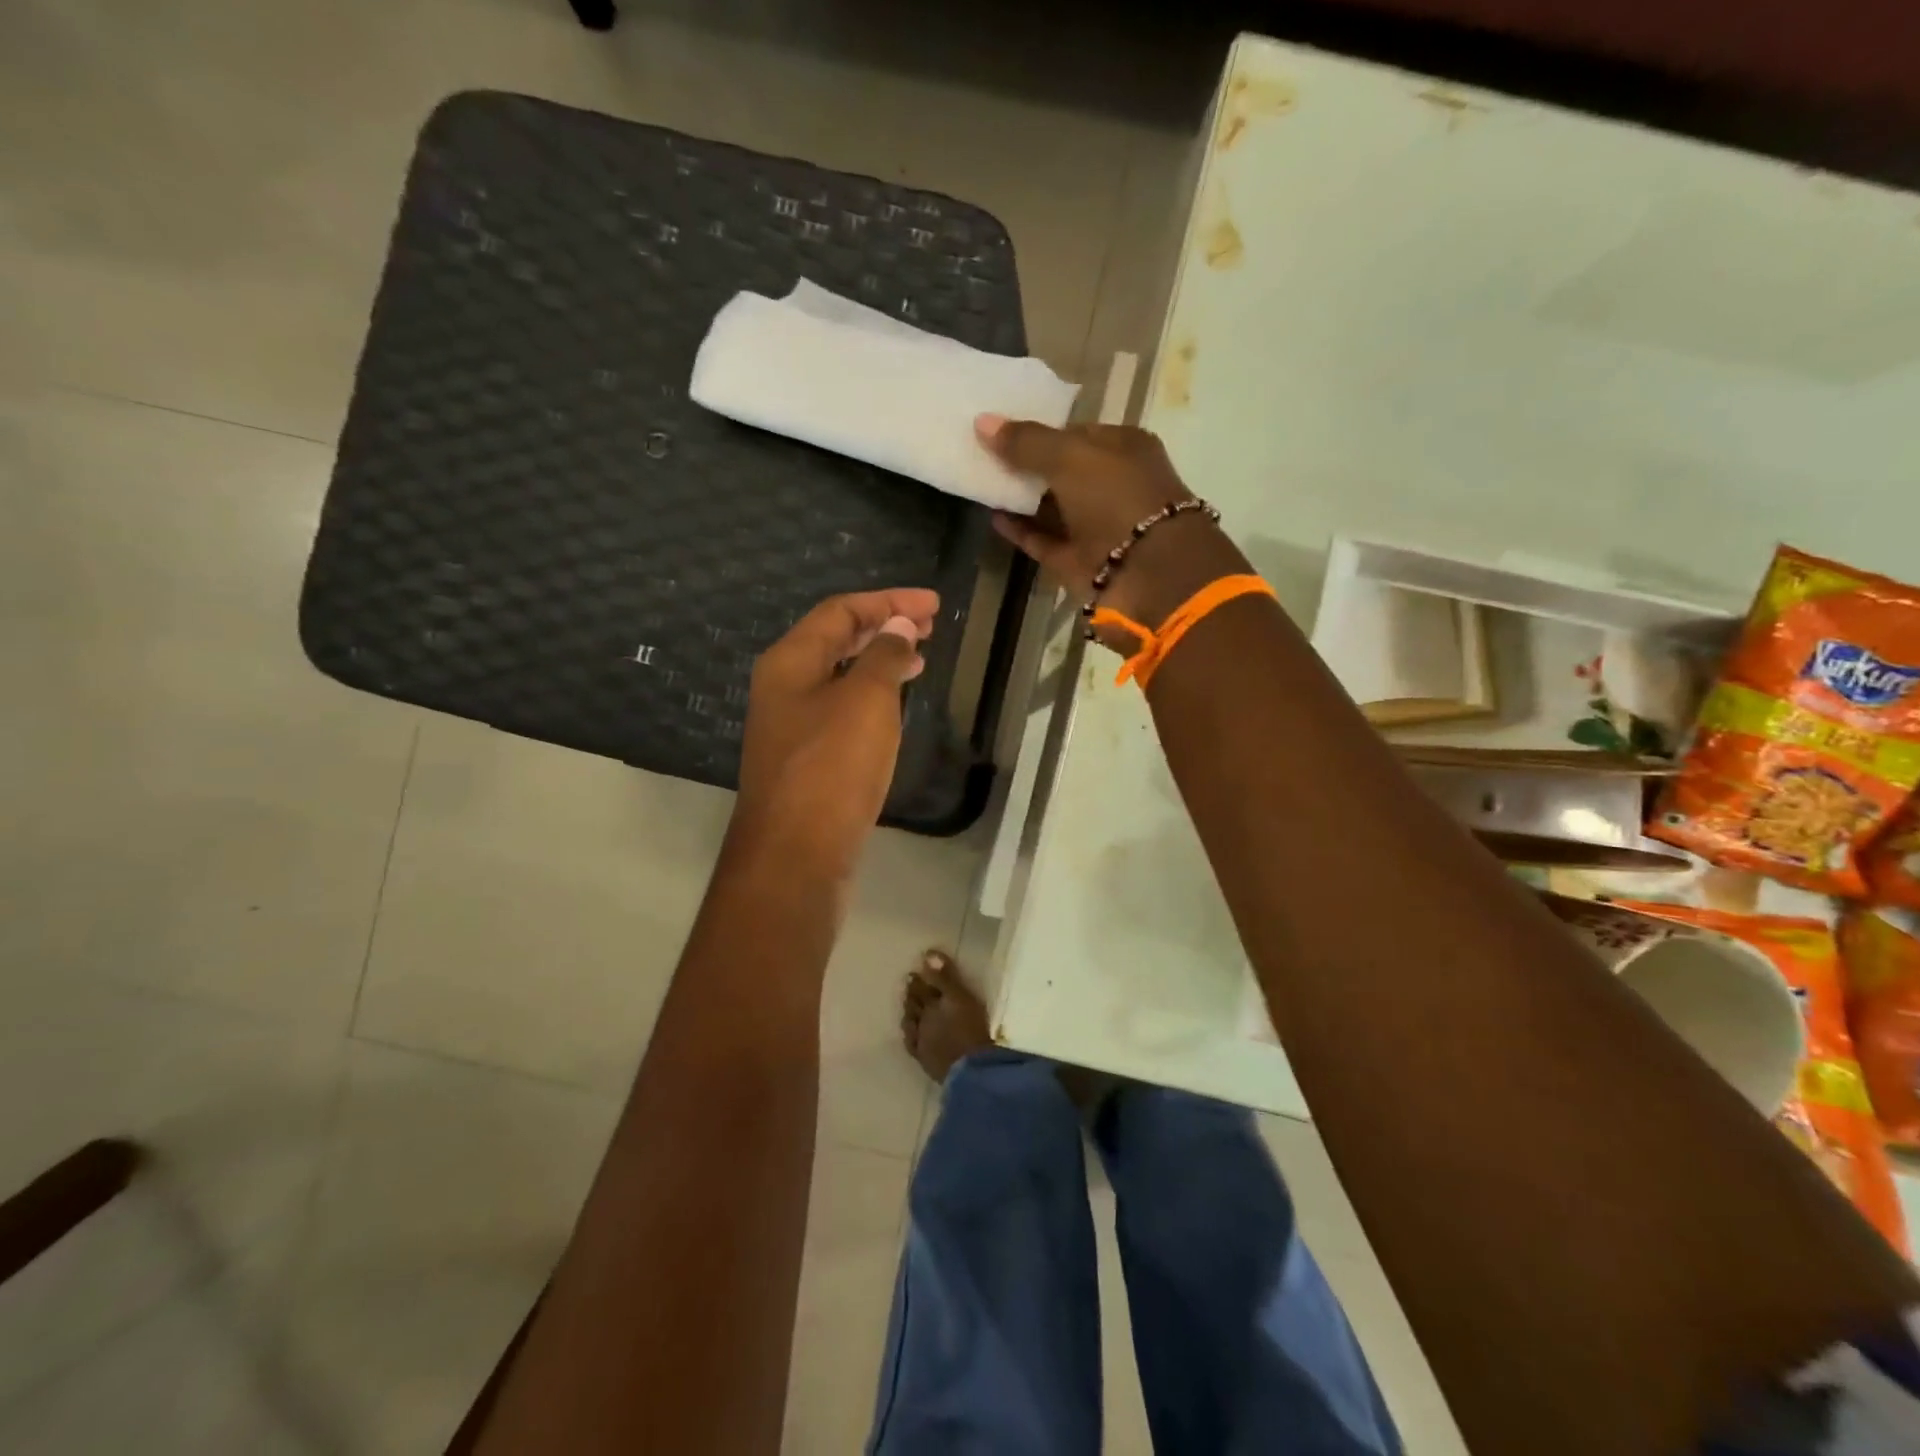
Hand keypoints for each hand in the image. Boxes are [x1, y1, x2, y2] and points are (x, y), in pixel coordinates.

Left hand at [735, 588, 938, 880]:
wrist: (795, 856)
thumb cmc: (831, 769)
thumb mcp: (865, 701)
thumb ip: (884, 656)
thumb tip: (899, 626)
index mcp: (790, 662)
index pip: (841, 611)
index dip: (889, 601)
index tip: (934, 605)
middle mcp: (784, 686)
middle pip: (835, 639)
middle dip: (883, 626)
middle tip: (930, 626)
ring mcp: (792, 725)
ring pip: (839, 676)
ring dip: (878, 660)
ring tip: (919, 657)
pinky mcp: (806, 759)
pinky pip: (841, 709)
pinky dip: (871, 696)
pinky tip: (894, 704)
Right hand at [976, 415, 1240, 642]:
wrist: (1149, 576)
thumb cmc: (1117, 500)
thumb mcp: (1070, 457)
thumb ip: (1026, 441)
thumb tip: (981, 422)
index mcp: (1122, 449)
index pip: (1075, 433)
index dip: (1038, 430)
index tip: (999, 430)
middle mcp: (1111, 485)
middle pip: (1061, 470)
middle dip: (1025, 464)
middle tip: (981, 454)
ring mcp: (1096, 526)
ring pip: (1051, 507)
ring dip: (1020, 497)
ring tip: (980, 482)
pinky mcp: (1079, 561)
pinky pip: (1044, 540)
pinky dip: (1021, 530)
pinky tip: (993, 516)